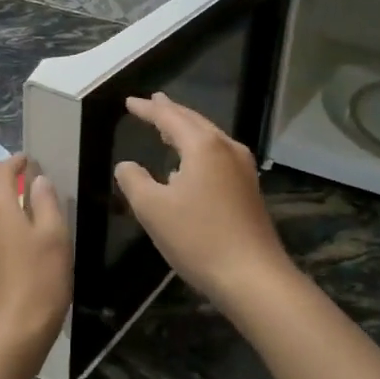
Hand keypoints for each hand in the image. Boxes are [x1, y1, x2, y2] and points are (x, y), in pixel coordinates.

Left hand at [0, 154, 71, 361]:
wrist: (9, 335)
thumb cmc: (38, 281)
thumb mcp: (54, 237)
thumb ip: (46, 203)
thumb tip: (39, 180)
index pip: (0, 171)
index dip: (15, 162)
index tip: (29, 160)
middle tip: (20, 173)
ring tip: (15, 195)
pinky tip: (9, 225)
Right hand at [114, 93, 292, 310]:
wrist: (253, 277)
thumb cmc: (198, 238)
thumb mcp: (153, 209)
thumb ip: (134, 181)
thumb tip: (126, 165)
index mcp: (203, 146)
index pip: (169, 117)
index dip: (147, 109)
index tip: (129, 102)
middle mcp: (226, 148)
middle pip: (194, 121)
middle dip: (171, 111)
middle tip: (152, 102)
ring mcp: (243, 169)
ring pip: (209, 137)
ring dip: (187, 129)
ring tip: (168, 126)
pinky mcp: (249, 189)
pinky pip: (218, 154)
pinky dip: (199, 147)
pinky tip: (191, 163)